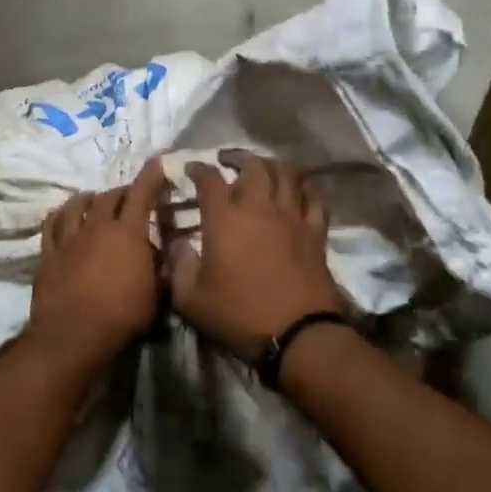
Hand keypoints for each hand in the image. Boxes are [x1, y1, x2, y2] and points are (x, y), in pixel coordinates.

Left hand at [26, 160, 166, 369]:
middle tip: (128, 195)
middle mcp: (97, 226)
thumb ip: (162, 269)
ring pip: (76, 205)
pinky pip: (50, 225)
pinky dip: (58, 215)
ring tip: (92, 198)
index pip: (141, 194)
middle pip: (108, 197)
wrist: (74, 334)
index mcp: (128, 232)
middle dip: (121, 191)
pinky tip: (61, 214)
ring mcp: (69, 238)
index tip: (156, 162)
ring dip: (87, 198)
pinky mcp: (48, 253)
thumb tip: (166, 253)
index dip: (150, 176)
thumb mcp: (156, 295)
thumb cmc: (123, 316)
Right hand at [164, 151, 344, 363]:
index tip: (190, 169)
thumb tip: (175, 243)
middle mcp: (259, 208)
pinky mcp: (315, 233)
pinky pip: (314, 199)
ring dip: (271, 165)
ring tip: (262, 167)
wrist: (297, 334)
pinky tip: (299, 189)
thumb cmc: (238, 315)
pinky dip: (305, 188)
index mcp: (224, 219)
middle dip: (237, 157)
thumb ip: (178, 265)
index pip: (209, 179)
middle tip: (227, 160)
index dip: (197, 169)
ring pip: (286, 174)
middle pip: (253, 166)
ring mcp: (291, 218)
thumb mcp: (190, 299)